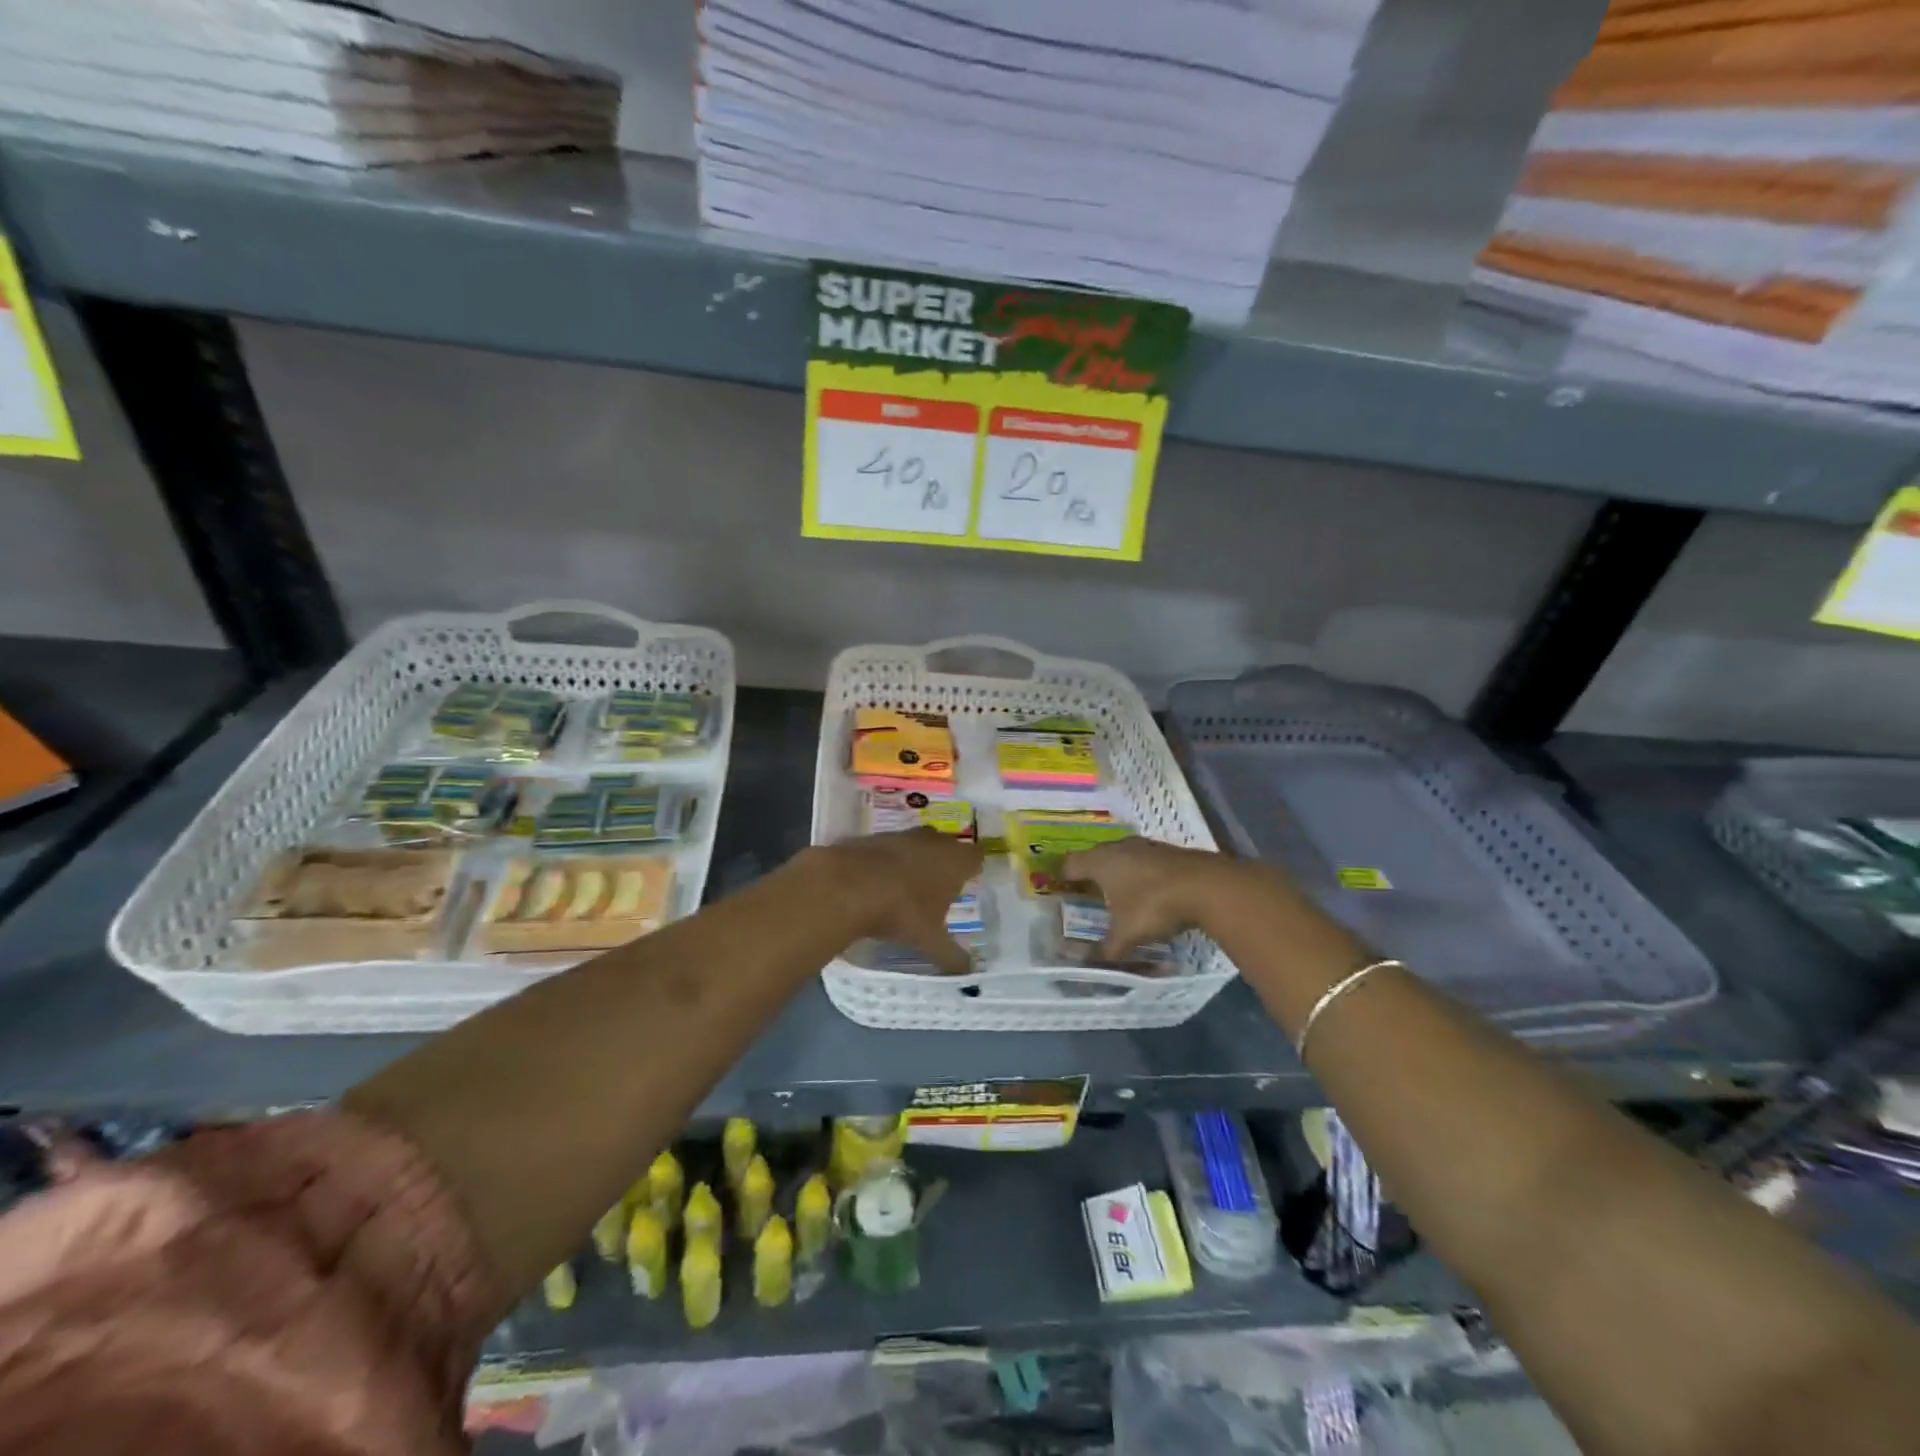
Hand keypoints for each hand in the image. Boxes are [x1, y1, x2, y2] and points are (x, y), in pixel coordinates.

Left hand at [811, 829, 984, 974]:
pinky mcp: (874, 837)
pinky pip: (889, 848)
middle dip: (945, 862)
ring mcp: (902, 835)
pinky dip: (888, 860)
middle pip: (947, 845)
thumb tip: (968, 972)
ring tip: (909, 886)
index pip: (977, 857)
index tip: (970, 882)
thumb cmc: (903, 911)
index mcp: (955, 861)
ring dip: (916, 859)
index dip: (974, 868)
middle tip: (941, 887)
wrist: (848, 885)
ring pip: (918, 843)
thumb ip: (952, 956)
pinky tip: (879, 881)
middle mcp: (933, 841)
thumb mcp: (930, 940)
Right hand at [1059, 837, 1234, 960]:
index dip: (1062, 877)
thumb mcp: (1127, 934)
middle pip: (1095, 857)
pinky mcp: (1168, 852)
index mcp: (1100, 862)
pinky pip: (1143, 862)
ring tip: (1115, 894)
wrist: (1206, 886)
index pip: (1070, 864)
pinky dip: (1139, 875)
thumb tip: (1091, 964)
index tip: (1058, 889)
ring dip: (1117, 873)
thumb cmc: (1154, 905)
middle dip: (1089, 875)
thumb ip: (1107, 949)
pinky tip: (1146, 892)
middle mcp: (1118, 847)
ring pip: (1121, 857)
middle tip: (1085, 894)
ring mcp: (1145, 846)